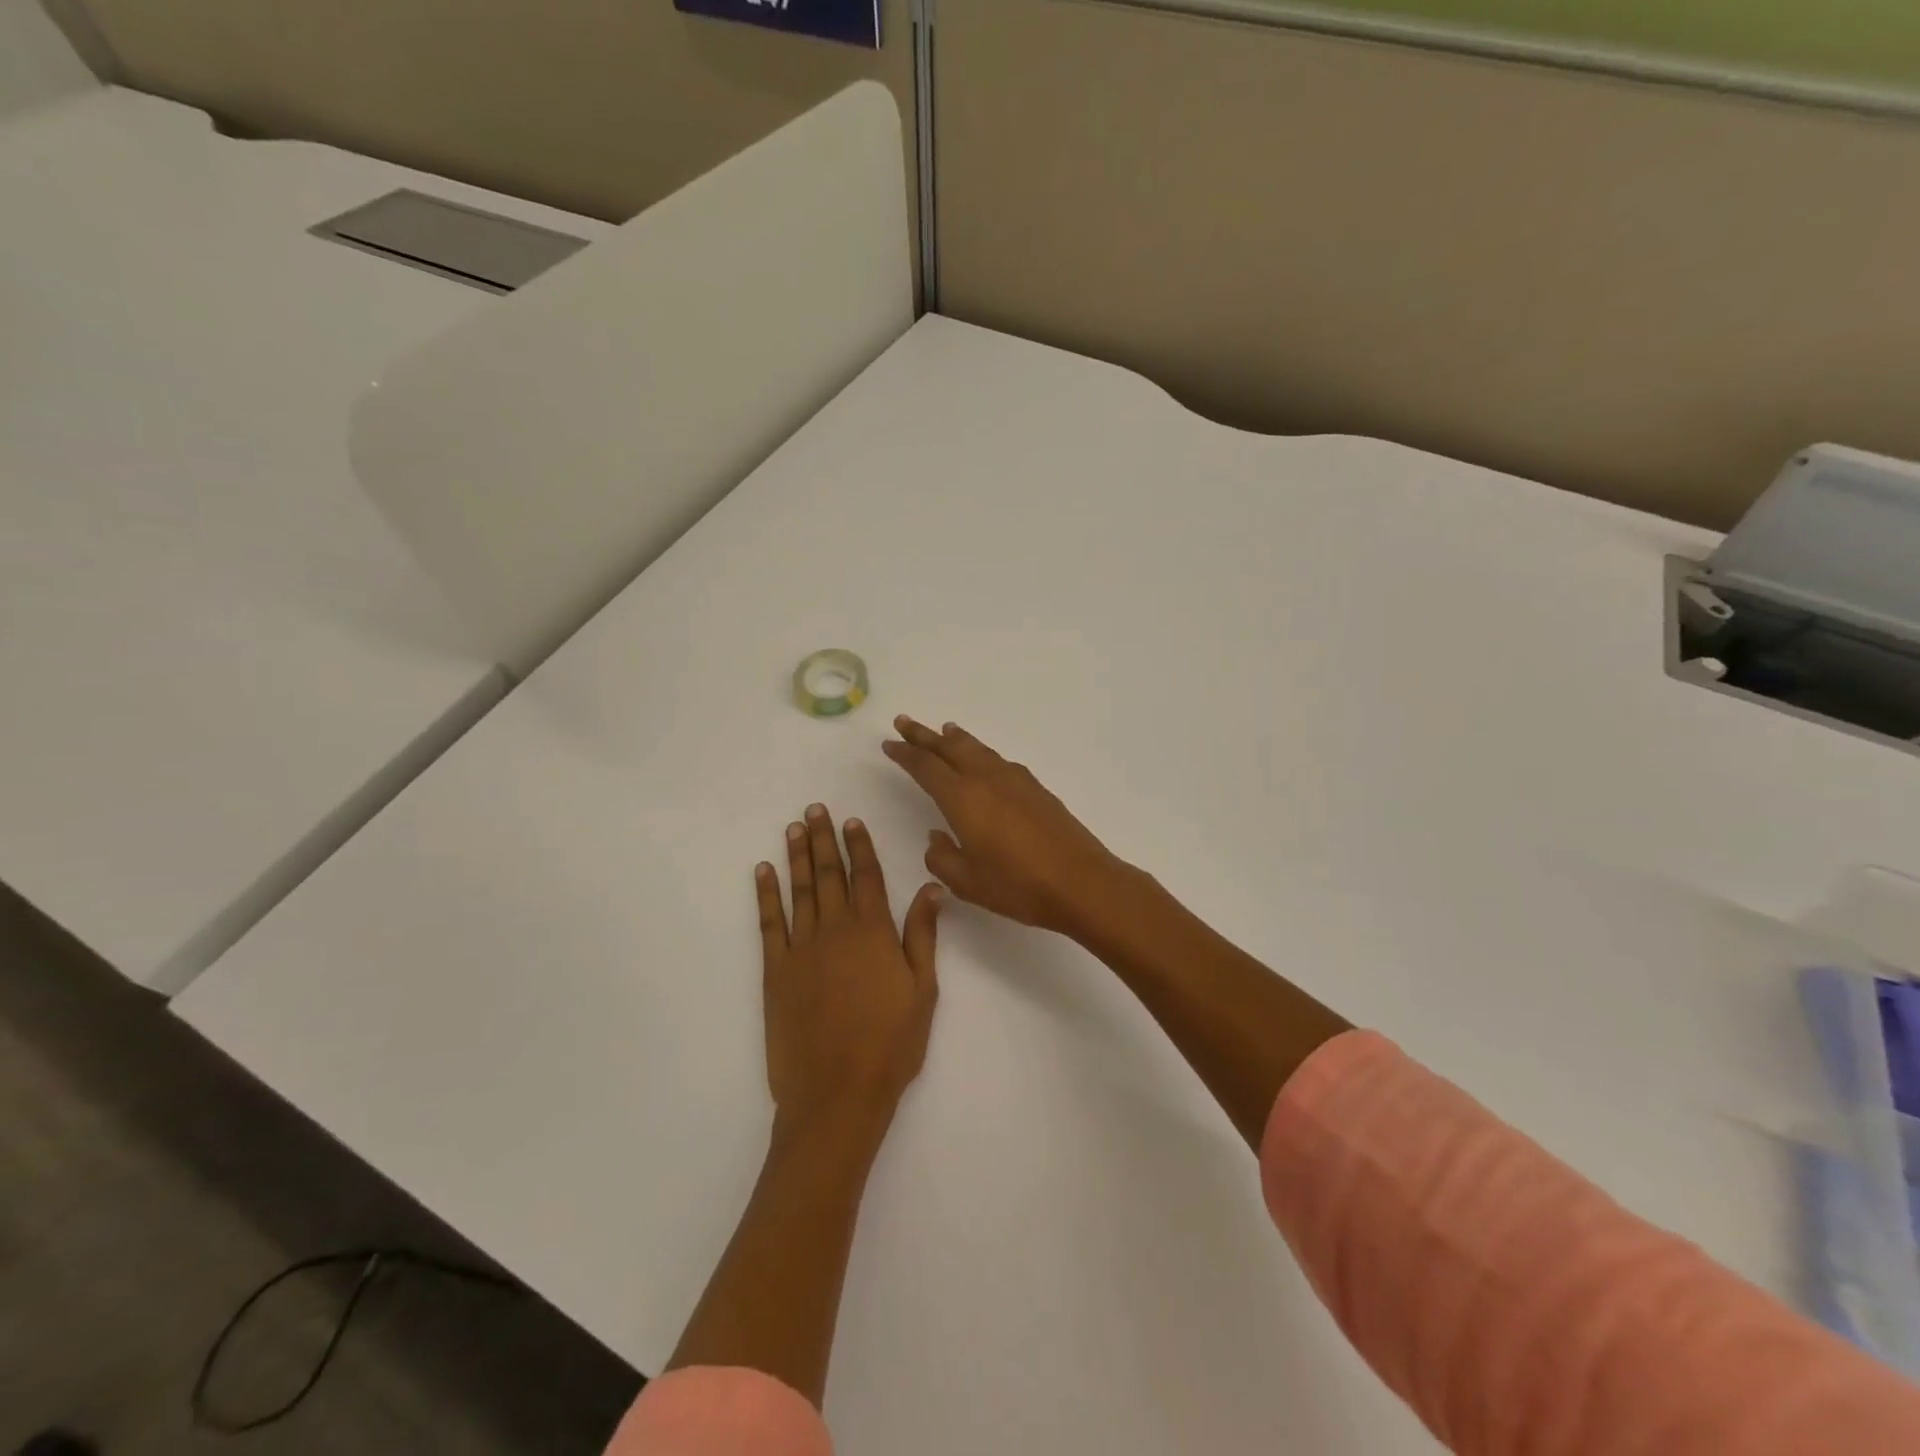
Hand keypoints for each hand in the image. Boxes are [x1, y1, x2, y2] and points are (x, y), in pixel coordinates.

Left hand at [757, 804, 942, 1153]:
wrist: (837, 1093)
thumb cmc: (890, 1044)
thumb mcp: (923, 990)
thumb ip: (922, 935)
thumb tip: (931, 887)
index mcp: (873, 932)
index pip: (866, 876)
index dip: (859, 846)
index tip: (851, 821)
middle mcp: (835, 930)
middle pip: (829, 874)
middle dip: (823, 839)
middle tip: (815, 810)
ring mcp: (801, 948)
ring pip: (799, 890)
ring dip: (797, 857)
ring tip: (793, 828)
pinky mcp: (775, 971)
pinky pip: (768, 922)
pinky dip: (765, 894)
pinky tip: (763, 872)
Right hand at [882, 716, 1130, 937]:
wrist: (1080, 882)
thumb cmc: (1018, 886)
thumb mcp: (966, 881)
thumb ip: (942, 856)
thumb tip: (937, 836)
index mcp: (962, 798)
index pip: (925, 767)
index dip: (905, 754)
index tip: (890, 743)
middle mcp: (986, 779)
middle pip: (949, 747)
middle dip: (924, 735)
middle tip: (905, 721)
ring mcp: (1014, 780)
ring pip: (977, 749)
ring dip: (955, 739)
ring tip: (943, 730)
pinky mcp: (1035, 788)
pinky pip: (997, 759)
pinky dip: (981, 752)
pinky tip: (983, 760)